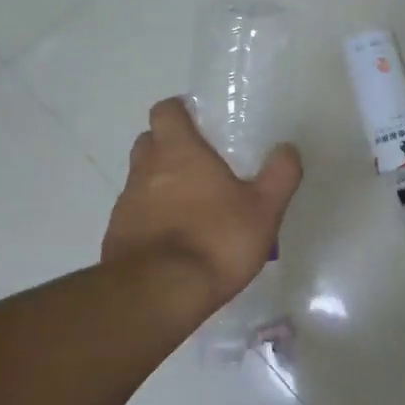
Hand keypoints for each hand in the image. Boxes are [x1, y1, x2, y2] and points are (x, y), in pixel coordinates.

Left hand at [102, 97, 303, 313]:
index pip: (166, 110)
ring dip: (161, 184)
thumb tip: (287, 149)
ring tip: (193, 207)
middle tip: (200, 163)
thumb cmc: (215, 240)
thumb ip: (279, 175)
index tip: (200, 123)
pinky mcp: (117, 236)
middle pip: (149, 141)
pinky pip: (136, 215)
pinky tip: (176, 240)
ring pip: (141, 179)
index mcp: (178, 151)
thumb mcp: (264, 209)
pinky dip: (152, 218)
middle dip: (169, 146)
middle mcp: (145, 169)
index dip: (180, 112)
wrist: (159, 294)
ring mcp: (126, 204)